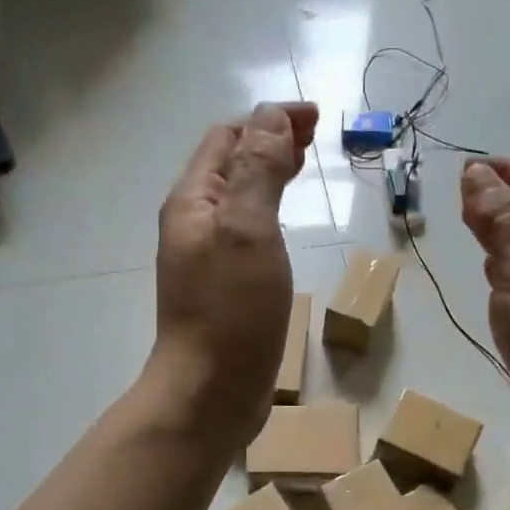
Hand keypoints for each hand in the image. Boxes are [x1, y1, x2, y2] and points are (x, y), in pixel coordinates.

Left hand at [150, 102, 317, 448]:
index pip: (228, 138)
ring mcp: (207, 258)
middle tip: (315, 138)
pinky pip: (247, 233)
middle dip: (269, 142)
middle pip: (230, 165)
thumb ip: (257, 171)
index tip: (316, 118)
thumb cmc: (230, 312)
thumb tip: (269, 116)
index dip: (268, 120)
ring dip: (269, 175)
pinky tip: (285, 225)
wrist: (209, 393)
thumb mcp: (247, 230)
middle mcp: (194, 223)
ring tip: (303, 168)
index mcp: (193, 202)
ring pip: (239, 199)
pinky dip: (268, 213)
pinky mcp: (224, 288)